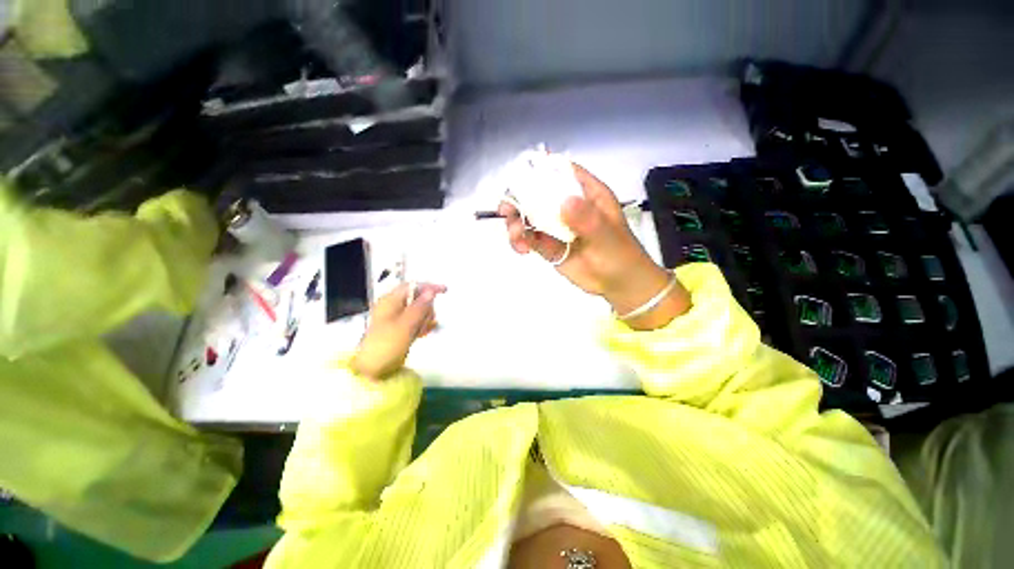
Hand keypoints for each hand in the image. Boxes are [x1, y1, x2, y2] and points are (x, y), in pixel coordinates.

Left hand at [349, 283, 446, 380]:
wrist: (371, 371)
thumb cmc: (386, 345)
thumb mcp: (405, 325)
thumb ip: (419, 307)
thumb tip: (431, 291)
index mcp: (390, 301)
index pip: (412, 286)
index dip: (428, 286)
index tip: (445, 291)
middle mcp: (393, 307)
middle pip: (417, 299)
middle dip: (427, 308)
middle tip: (427, 321)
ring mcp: (396, 319)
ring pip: (419, 311)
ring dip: (425, 319)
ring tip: (422, 331)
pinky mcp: (400, 330)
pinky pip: (415, 322)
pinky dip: (421, 326)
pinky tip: (424, 333)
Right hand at [500, 163, 689, 328]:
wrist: (618, 284)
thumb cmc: (619, 254)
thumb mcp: (607, 235)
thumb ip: (587, 219)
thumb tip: (564, 202)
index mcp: (586, 194)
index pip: (562, 171)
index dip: (540, 168)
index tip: (519, 175)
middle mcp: (568, 206)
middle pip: (537, 194)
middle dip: (518, 199)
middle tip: (507, 211)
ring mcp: (557, 227)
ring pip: (529, 217)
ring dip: (517, 224)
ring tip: (517, 238)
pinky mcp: (549, 246)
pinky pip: (530, 239)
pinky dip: (521, 241)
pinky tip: (522, 249)